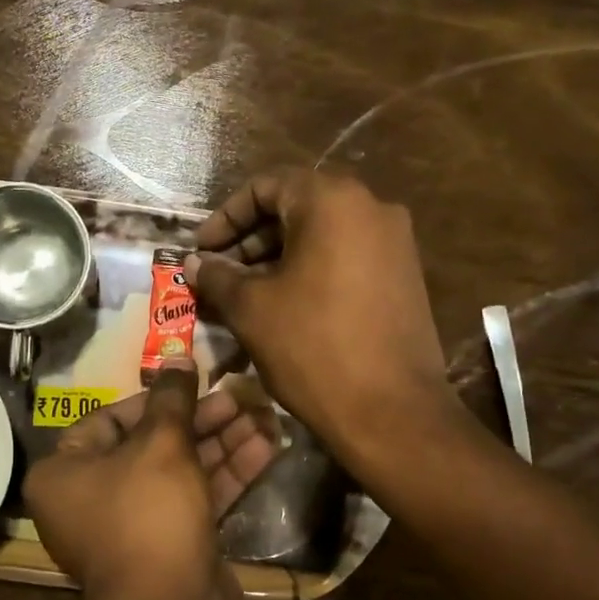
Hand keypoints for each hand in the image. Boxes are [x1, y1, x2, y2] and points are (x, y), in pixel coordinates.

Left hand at [24, 367, 273, 599]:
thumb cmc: (149, 514)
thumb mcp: (162, 445)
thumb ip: (172, 399)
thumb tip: (176, 357)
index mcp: (65, 473)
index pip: (109, 420)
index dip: (154, 399)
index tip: (193, 382)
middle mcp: (93, 498)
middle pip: (152, 444)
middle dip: (200, 420)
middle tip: (241, 396)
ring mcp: (136, 526)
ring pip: (181, 472)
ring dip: (223, 443)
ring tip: (265, 415)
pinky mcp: (173, 545)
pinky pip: (198, 499)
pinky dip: (228, 475)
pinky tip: (268, 448)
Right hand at [186, 170, 456, 467]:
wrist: (392, 411)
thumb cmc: (313, 348)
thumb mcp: (251, 309)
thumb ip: (218, 277)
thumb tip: (195, 262)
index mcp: (332, 201)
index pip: (265, 187)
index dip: (224, 217)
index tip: (200, 250)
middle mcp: (371, 208)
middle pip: (295, 209)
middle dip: (249, 240)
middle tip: (217, 275)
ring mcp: (394, 243)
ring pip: (321, 236)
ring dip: (276, 259)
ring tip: (243, 295)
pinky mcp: (404, 276)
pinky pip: (345, 258)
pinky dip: (309, 272)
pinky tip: (283, 307)